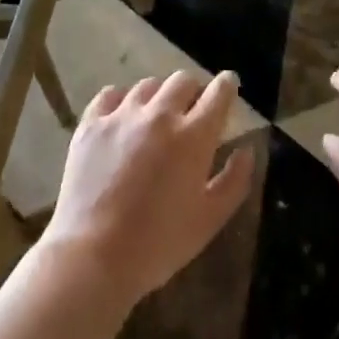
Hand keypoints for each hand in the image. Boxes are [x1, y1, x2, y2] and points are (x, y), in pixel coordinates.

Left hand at [40, 70, 255, 308]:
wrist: (93, 257)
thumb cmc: (158, 244)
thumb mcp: (209, 220)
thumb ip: (234, 181)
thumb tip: (246, 150)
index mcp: (193, 136)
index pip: (218, 92)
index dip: (227, 85)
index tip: (229, 85)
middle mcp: (160, 115)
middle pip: (183, 81)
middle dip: (194, 90)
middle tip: (192, 109)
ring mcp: (122, 116)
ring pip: (148, 85)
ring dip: (159, 96)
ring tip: (156, 115)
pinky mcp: (92, 124)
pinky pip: (110, 94)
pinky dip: (122, 100)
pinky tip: (122, 116)